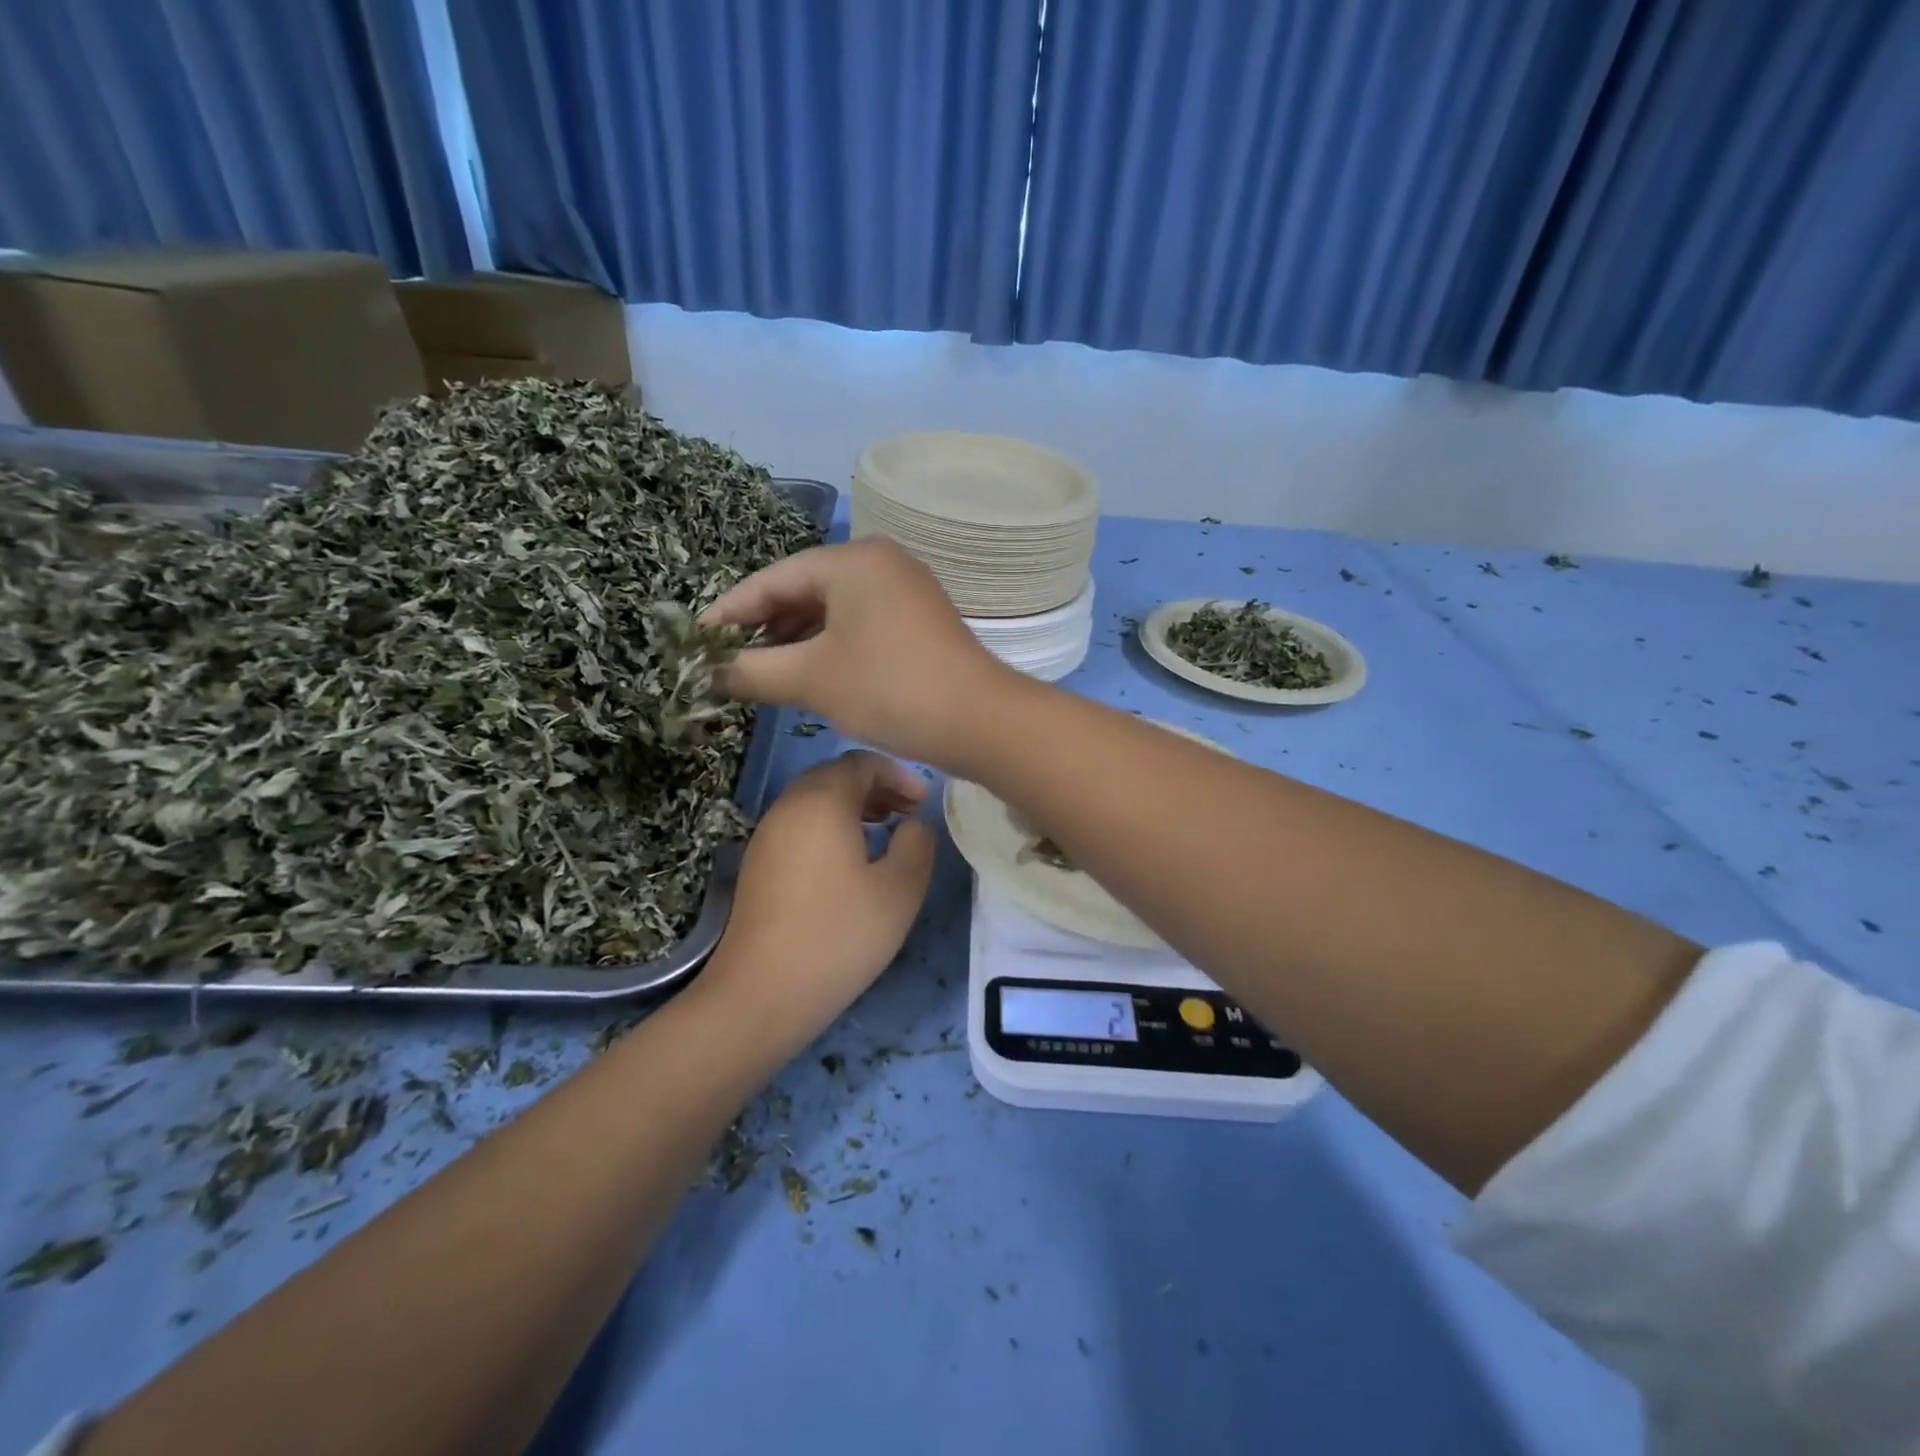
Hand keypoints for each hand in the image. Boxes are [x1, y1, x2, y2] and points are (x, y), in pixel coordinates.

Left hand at [698, 750, 935, 1049]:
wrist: (761, 993)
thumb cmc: (839, 935)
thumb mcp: (900, 890)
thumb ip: (917, 844)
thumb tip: (913, 824)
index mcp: (822, 800)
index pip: (862, 762)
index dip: (898, 775)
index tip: (923, 803)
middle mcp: (788, 806)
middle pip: (834, 776)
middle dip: (876, 787)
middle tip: (907, 813)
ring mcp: (766, 834)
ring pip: (814, 801)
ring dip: (852, 807)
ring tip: (883, 833)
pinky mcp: (757, 864)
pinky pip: (799, 826)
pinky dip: (829, 827)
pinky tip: (849, 863)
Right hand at [701, 538, 1013, 767]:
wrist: (980, 722)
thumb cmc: (890, 690)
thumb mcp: (812, 680)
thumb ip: (753, 671)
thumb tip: (710, 675)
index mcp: (853, 560)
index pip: (773, 578)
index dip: (729, 611)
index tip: (695, 641)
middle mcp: (880, 563)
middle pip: (803, 590)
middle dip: (763, 627)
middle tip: (725, 660)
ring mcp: (904, 592)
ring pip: (831, 610)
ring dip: (794, 641)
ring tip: (758, 672)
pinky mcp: (917, 622)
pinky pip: (857, 626)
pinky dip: (827, 648)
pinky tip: (805, 674)